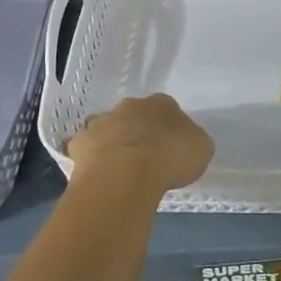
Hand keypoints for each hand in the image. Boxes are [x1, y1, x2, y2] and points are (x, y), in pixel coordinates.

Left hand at [68, 94, 214, 194]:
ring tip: (122, 171)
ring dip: (115, 144)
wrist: (126, 173)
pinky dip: (92, 159)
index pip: (167, 110)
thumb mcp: (200, 149)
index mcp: (162, 104)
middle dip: (139, 132)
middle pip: (135, 116)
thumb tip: (185, 143)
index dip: (168, 129)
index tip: (170, 148)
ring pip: (109, 130)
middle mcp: (130, 106)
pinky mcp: (80, 143)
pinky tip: (100, 176)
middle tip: (146, 159)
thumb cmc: (170, 157)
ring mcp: (102, 122)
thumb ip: (191, 141)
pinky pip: (87, 149)